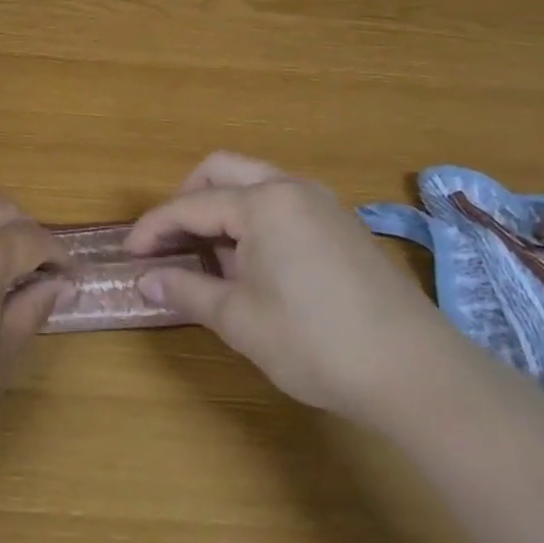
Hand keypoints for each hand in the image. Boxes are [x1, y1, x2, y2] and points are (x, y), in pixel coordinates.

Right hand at [127, 152, 456, 415]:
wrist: (415, 371)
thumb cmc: (315, 342)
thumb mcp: (239, 319)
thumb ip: (186, 291)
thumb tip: (145, 281)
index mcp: (263, 202)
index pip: (190, 205)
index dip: (153, 228)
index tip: (128, 253)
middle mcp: (292, 188)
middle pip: (222, 171)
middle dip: (186, 200)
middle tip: (168, 241)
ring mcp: (323, 203)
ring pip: (255, 184)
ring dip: (222, 209)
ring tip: (207, 257)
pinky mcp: (343, 225)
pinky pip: (282, 204)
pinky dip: (254, 220)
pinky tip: (251, 264)